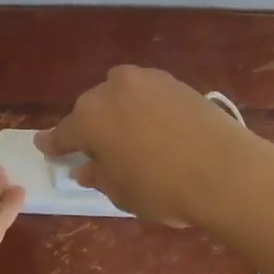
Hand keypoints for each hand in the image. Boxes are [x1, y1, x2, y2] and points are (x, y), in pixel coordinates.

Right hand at [37, 65, 249, 226]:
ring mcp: (148, 80)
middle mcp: (113, 89)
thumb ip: (98, 175)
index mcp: (89, 117)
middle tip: (100, 150)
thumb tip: (87, 167)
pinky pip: (150, 94)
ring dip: (121, 112)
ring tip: (132, 137)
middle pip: (93, 108)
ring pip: (122, 95)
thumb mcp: (121, 192)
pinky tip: (158, 128)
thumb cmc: (163, 189)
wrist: (225, 170)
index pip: (63, 133)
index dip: (55, 144)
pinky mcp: (177, 81)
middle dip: (93, 127)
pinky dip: (147, 107)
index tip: (47, 147)